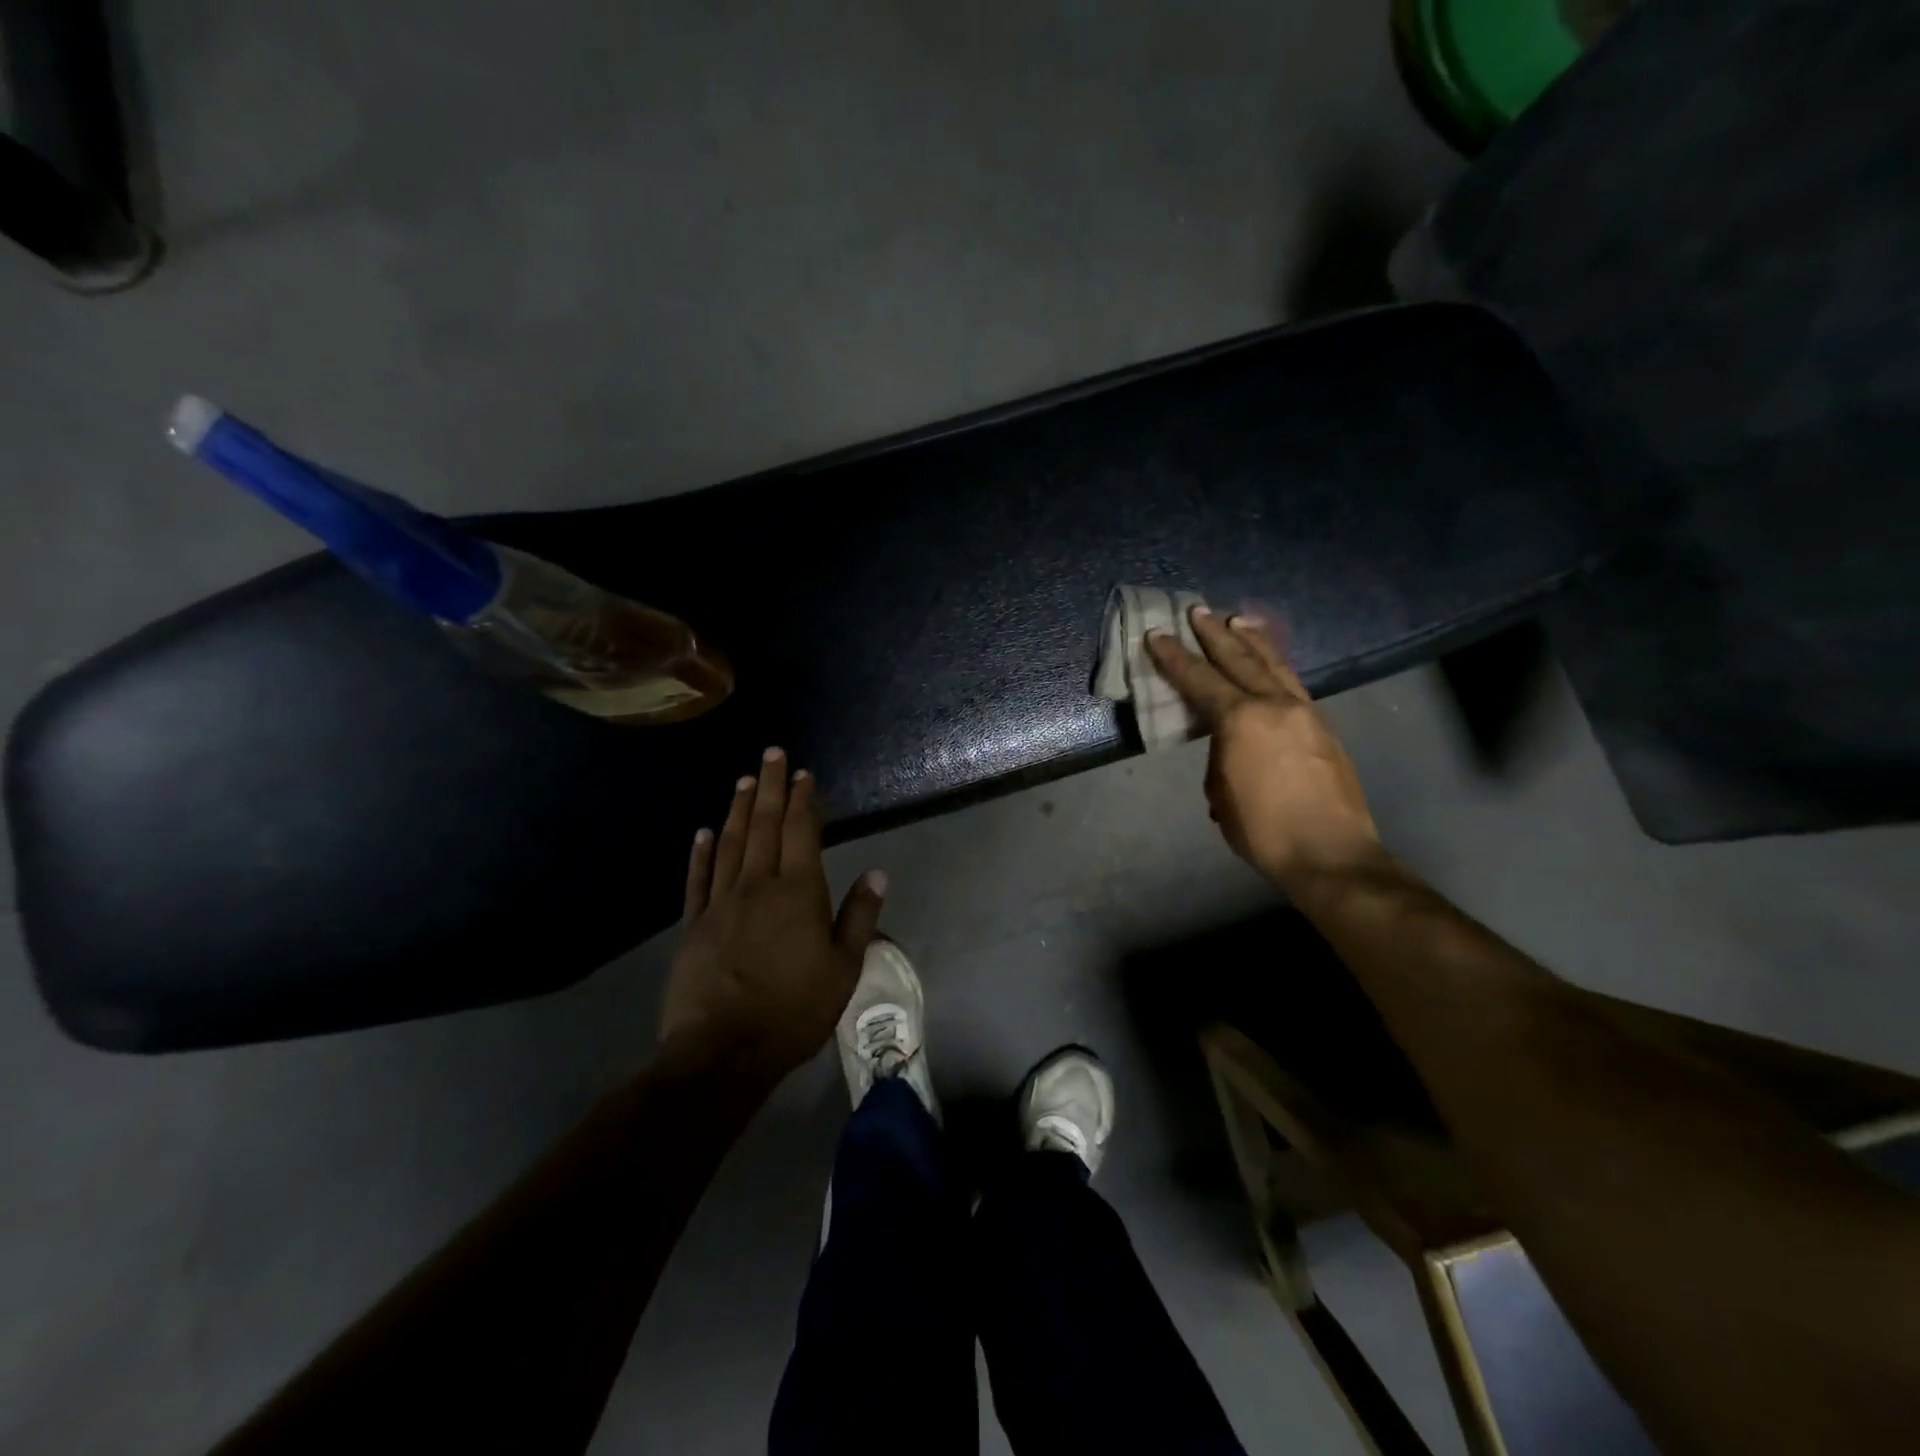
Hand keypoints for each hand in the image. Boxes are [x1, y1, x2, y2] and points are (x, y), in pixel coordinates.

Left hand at [661, 748, 886, 1081]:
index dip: (804, 800)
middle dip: (771, 788)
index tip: (804, 774)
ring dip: (739, 809)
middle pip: (765, 826)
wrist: (722, 1052)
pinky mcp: (694, 925)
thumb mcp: (843, 969)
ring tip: (744, 781)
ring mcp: (721, 903)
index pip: (802, 833)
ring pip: (731, 844)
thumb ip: (859, 917)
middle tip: (771, 754)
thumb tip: (877, 872)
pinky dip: (701, 852)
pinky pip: (698, 879)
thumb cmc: (793, 1012)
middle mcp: (758, 885)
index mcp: (799, 893)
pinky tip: (703, 832)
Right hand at [1146, 608, 1384, 895]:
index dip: (1174, 657)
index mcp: (1241, 720)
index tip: (1157, 633)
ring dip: (1252, 641)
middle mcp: (1274, 705)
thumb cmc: (1263, 829)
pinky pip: (1293, 683)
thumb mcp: (1221, 794)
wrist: (1331, 853)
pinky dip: (1276, 664)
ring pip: (1274, 665)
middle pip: (1240, 659)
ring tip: (1238, 620)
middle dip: (1215, 634)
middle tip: (1198, 611)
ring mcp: (1305, 712)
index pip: (1200, 679)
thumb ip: (1220, 756)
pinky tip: (1271, 662)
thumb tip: (1229, 747)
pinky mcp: (1323, 726)